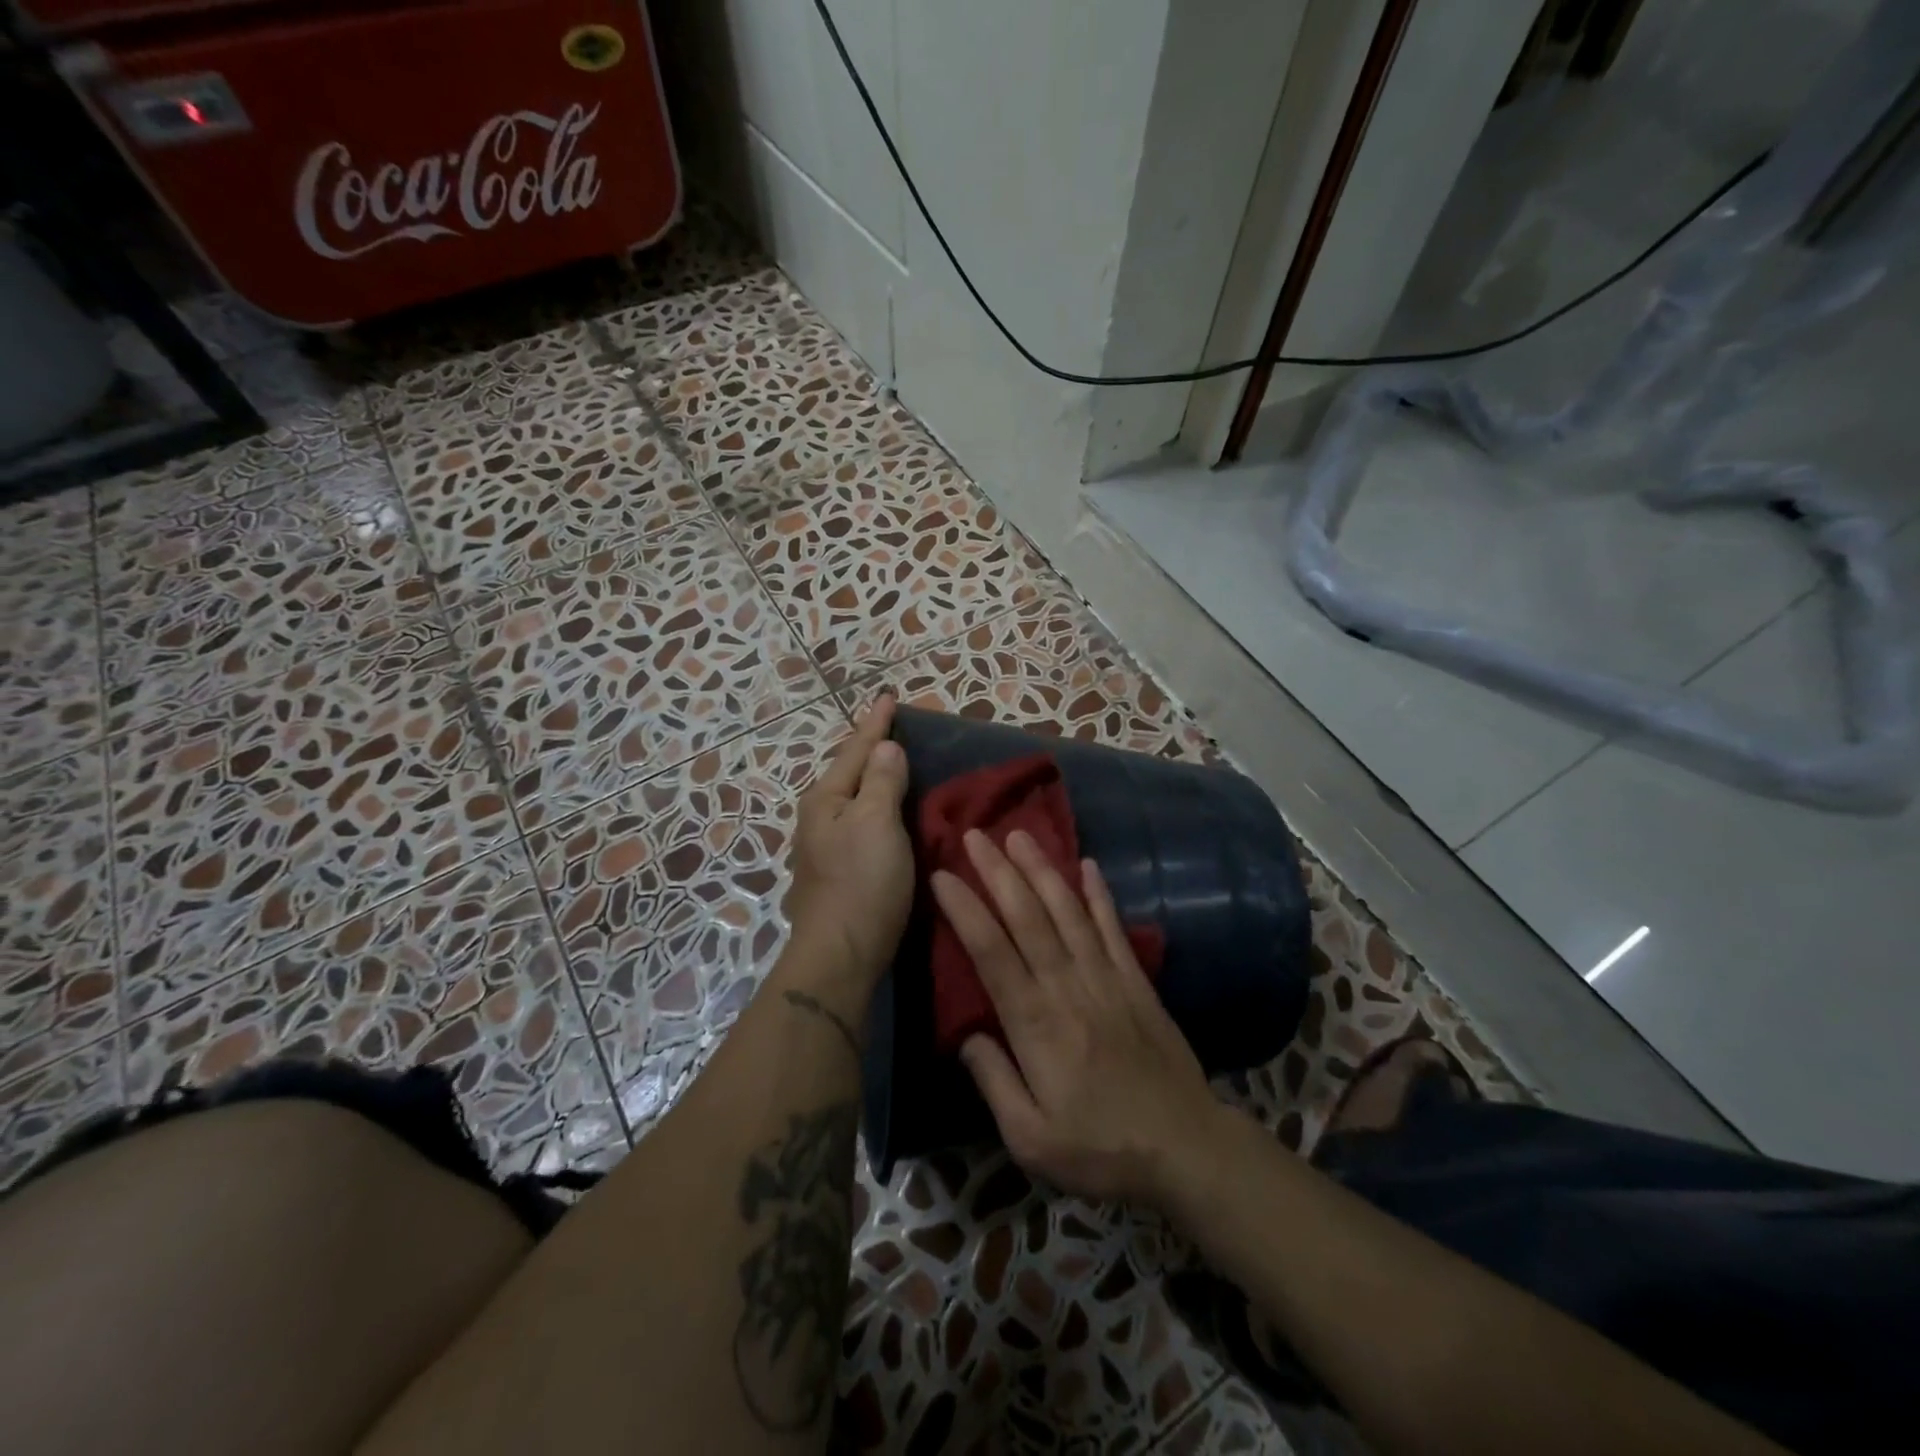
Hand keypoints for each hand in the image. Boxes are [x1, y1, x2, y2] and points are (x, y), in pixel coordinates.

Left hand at [784, 696, 913, 987]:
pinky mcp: (835, 873)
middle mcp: (817, 818)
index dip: (876, 723)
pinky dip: (872, 808)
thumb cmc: (863, 882)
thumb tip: (885, 746)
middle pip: (847, 772)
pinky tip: (883, 814)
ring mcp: (822, 848)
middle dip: (868, 749)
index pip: (855, 749)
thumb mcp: (877, 822)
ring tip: (890, 764)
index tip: (889, 696)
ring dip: (869, 779)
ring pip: (850, 800)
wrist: (841, 953)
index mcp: (826, 799)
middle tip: (892, 728)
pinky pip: (857, 824)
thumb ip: (881, 780)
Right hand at [932, 829, 1225, 1207]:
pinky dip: (1099, 894)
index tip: (942, 874)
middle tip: (975, 834)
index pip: (992, 952)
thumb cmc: (1101, 1149)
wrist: (1185, 1148)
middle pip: (1028, 917)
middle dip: (998, 872)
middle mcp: (1068, 987)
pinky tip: (1088, 864)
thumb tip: (966, 1036)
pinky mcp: (1136, 981)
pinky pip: (1113, 928)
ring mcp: (1107, 978)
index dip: (965, 910)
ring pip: (1068, 912)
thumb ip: (994, 1083)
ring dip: (1042, 870)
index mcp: (1036, 1023)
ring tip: (1020, 834)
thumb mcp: (1031, 1139)